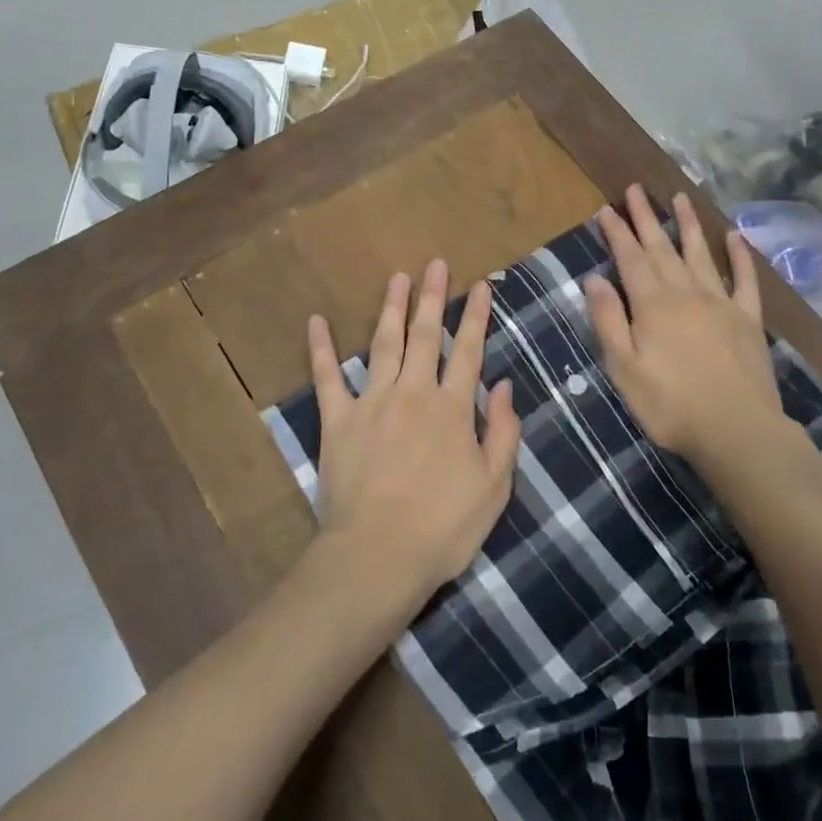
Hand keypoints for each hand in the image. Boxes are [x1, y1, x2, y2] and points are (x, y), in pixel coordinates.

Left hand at [307, 259, 521, 612]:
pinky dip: (321, 348)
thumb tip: (504, 385)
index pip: (469, 351)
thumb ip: (502, 431)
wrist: (377, 557)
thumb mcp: (493, 486)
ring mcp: (372, 402)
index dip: (476, 316)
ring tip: (398, 278)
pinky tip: (317, 321)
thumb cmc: (443, 527)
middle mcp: (413, 393)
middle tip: (436, 264)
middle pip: (426, 335)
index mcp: (452, 408)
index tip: (481, 286)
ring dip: (392, 308)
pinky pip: (327, 377)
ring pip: (384, 344)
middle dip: (433, 297)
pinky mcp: (337, 420)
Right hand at [586, 186, 791, 469]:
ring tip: (680, 197)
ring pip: (701, 254)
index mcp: (653, 304)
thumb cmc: (671, 405)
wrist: (738, 431)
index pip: (630, 258)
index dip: (617, 232)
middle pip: (663, 248)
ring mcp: (722, 302)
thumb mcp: (624, 368)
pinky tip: (735, 237)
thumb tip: (594, 279)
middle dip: (647, 217)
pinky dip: (740, 256)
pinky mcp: (748, 319)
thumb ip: (609, 321)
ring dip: (689, 225)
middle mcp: (687, 292)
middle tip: (636, 189)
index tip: (606, 209)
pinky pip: (744, 279)